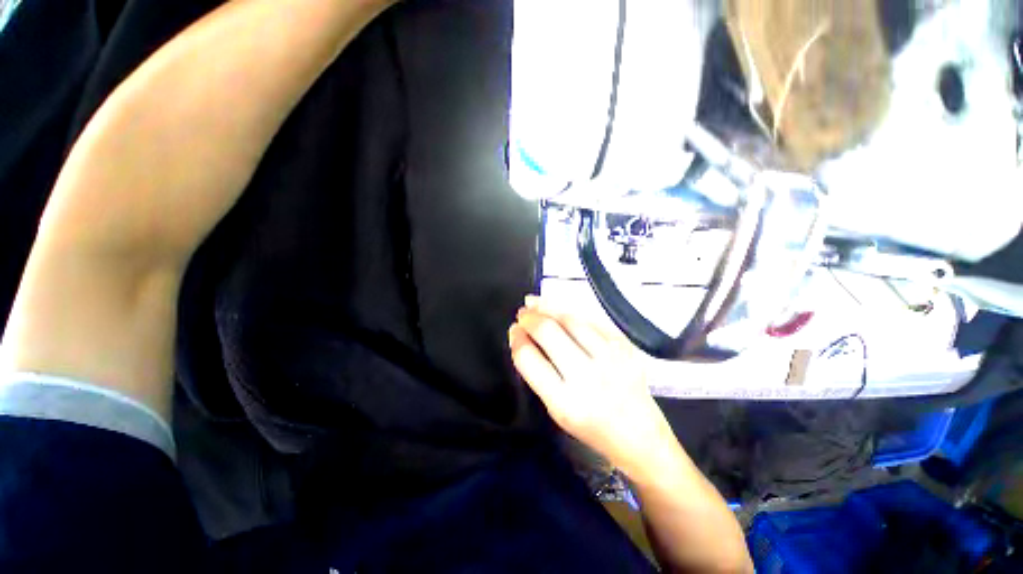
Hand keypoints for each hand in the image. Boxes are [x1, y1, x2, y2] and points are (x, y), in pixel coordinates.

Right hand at [509, 296, 680, 481]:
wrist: (640, 435)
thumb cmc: (592, 429)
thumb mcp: (557, 411)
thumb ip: (539, 375)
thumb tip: (524, 339)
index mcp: (565, 402)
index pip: (529, 359)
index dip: (517, 339)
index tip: (513, 330)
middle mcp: (588, 376)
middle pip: (548, 332)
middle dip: (529, 318)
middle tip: (522, 314)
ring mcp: (610, 357)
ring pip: (570, 319)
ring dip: (547, 307)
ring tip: (534, 303)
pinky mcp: (624, 346)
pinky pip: (591, 319)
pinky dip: (570, 311)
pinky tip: (559, 309)